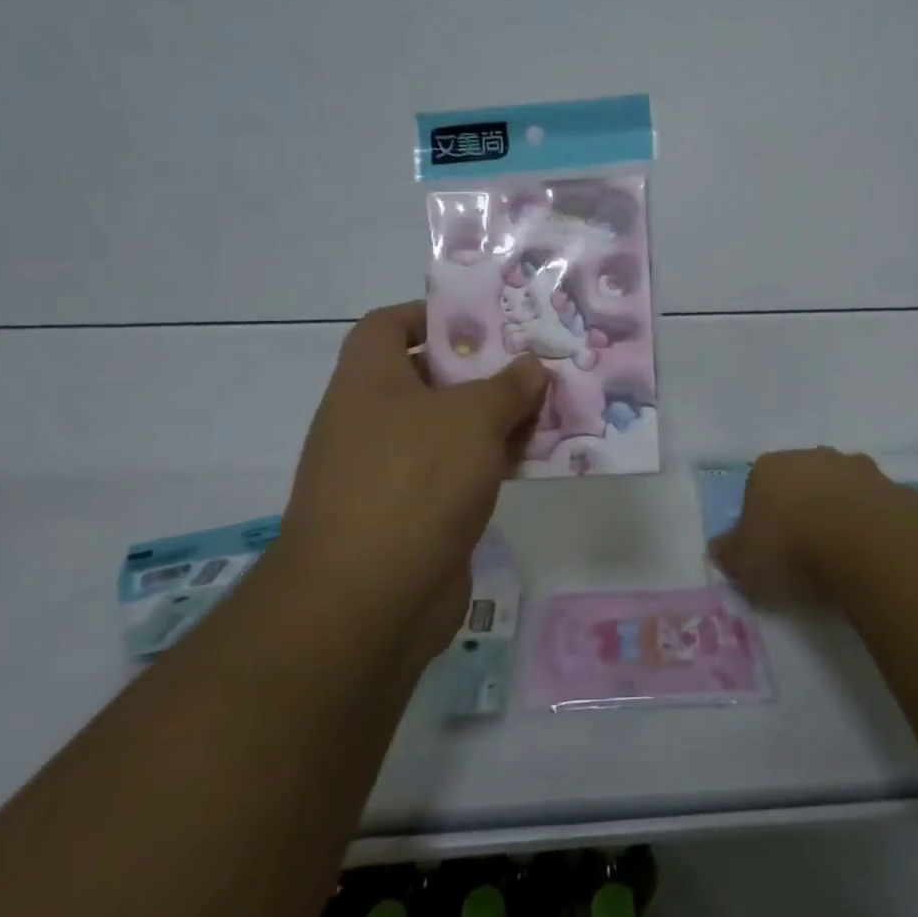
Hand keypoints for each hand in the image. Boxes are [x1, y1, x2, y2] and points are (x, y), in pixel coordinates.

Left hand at [277, 302, 548, 654]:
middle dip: (483, 370)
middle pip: (430, 378)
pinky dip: (491, 464)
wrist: (366, 602)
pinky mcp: (410, 516)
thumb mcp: (472, 418)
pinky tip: (537, 460)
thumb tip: (532, 368)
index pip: (388, 325)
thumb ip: (508, 386)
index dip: (432, 314)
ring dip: (495, 420)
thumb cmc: (414, 481)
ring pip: (449, 430)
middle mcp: (371, 420)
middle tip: (535, 363)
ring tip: (551, 407)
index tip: (484, 321)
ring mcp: (389, 472)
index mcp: (368, 381)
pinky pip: (457, 474)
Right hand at [708, 447, 901, 607]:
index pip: (755, 488)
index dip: (760, 518)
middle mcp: (808, 455)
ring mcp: (851, 465)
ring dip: (836, 511)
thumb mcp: (745, 563)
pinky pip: (870, 504)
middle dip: (799, 508)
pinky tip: (869, 550)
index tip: (768, 549)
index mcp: (767, 467)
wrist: (864, 541)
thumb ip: (729, 553)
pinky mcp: (889, 484)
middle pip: (798, 482)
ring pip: (836, 488)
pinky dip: (868, 522)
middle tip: (803, 551)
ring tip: (840, 553)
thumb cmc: (791, 548)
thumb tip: (720, 548)